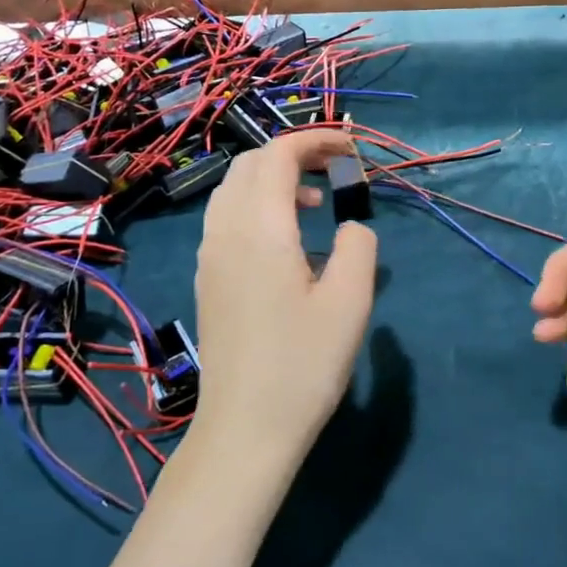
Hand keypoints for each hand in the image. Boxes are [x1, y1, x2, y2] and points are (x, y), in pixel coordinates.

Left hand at [191, 130, 377, 479]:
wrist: (245, 427)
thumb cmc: (303, 364)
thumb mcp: (350, 302)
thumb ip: (359, 246)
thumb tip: (351, 226)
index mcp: (261, 228)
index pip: (280, 154)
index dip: (317, 139)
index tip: (353, 149)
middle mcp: (226, 231)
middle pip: (251, 163)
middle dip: (295, 152)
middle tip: (337, 168)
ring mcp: (210, 255)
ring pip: (234, 188)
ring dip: (273, 177)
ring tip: (315, 201)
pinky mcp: (208, 278)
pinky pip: (227, 216)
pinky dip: (258, 203)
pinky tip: (287, 239)